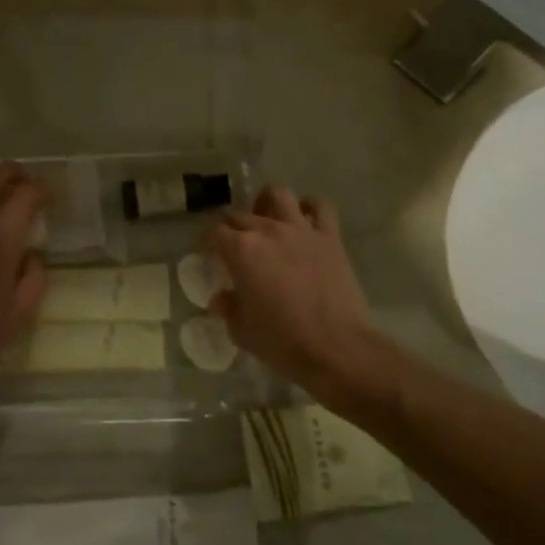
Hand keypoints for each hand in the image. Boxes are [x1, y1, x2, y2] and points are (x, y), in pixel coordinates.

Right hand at [205, 186, 381, 407]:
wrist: (335, 348)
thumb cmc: (282, 342)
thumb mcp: (241, 331)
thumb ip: (228, 307)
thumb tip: (222, 297)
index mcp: (241, 250)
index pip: (215, 233)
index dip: (208, 243)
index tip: (209, 256)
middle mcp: (268, 231)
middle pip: (241, 216)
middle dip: (231, 227)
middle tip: (233, 246)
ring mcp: (301, 230)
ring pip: (278, 195)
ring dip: (267, 203)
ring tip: (265, 218)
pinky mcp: (330, 238)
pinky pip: (320, 208)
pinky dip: (310, 207)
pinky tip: (304, 218)